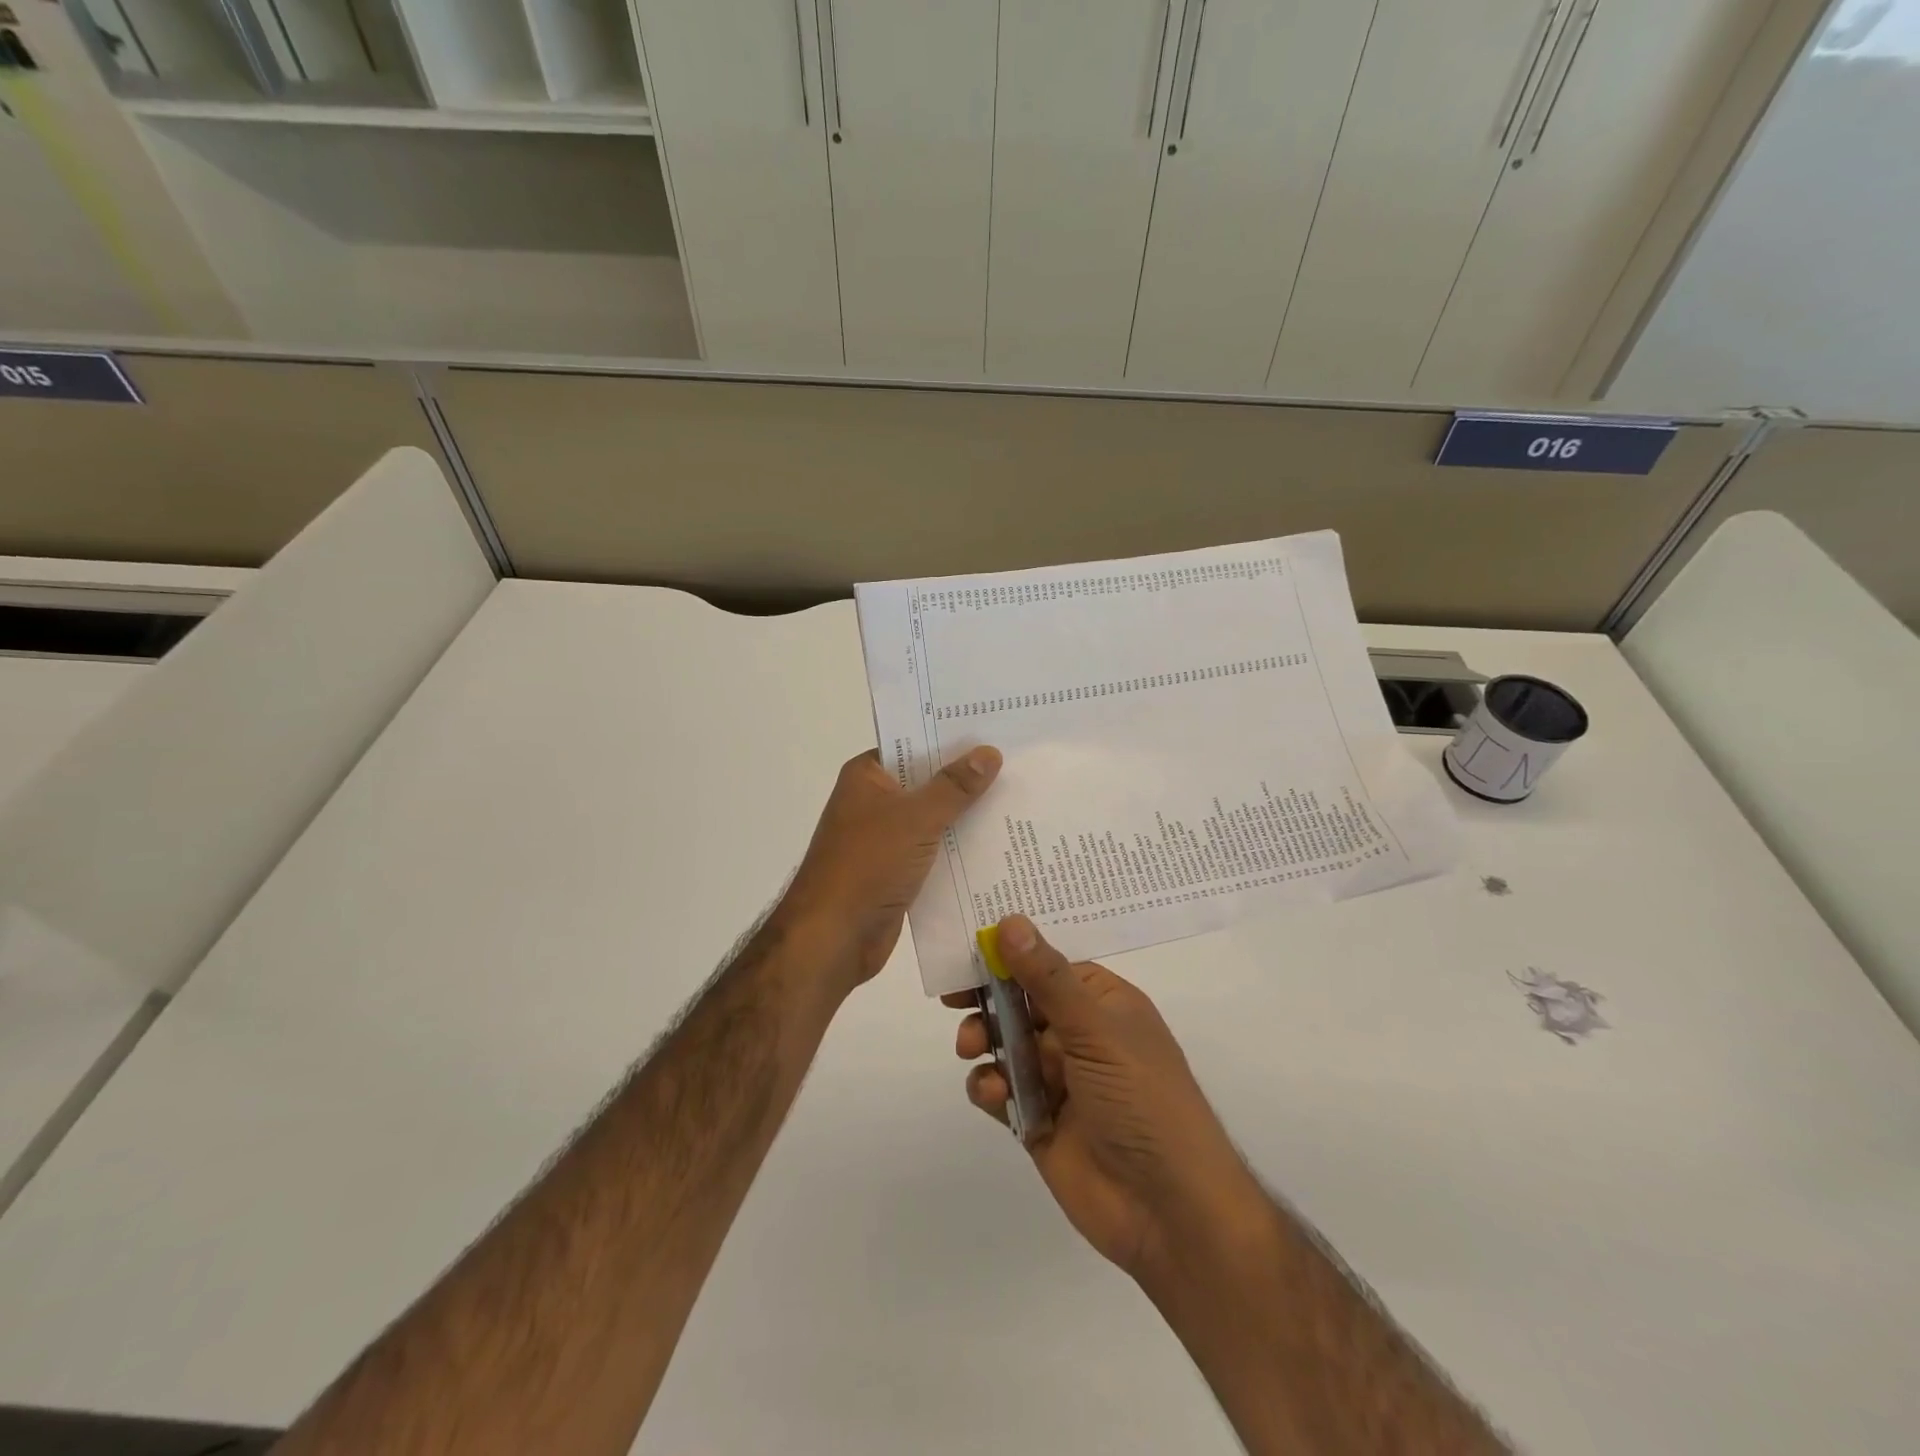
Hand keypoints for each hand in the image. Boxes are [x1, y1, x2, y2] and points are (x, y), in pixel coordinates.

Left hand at [779, 747, 1001, 995]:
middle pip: (927, 782)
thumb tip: (989, 752)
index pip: (912, 744)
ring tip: (1019, 801)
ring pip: (933, 819)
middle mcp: (873, 802)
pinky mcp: (896, 872)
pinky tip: (998, 846)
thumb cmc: (868, 864)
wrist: (834, 937)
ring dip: (967, 816)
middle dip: (967, 779)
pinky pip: (934, 852)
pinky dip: (959, 850)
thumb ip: (954, 786)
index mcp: (867, 776)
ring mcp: (884, 839)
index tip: (993, 730)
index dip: (950, 738)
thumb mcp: (916, 818)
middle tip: (1018, 764)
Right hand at [950, 915, 1261, 1284]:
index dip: (1011, 956)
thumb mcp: (1095, 1030)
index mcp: (1104, 1005)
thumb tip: (1010, 921)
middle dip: (989, 999)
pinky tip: (991, 1093)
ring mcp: (1059, 1081)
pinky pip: (1003, 1090)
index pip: (1050, 966)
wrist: (1168, 1211)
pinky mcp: (1039, 1121)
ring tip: (971, 1047)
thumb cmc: (1141, 1100)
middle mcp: (1082, 1037)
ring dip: (985, 1040)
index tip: (969, 949)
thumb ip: (1047, 978)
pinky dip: (989, 1086)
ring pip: (1007, 1045)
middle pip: (1023, 1003)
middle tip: (954, 998)